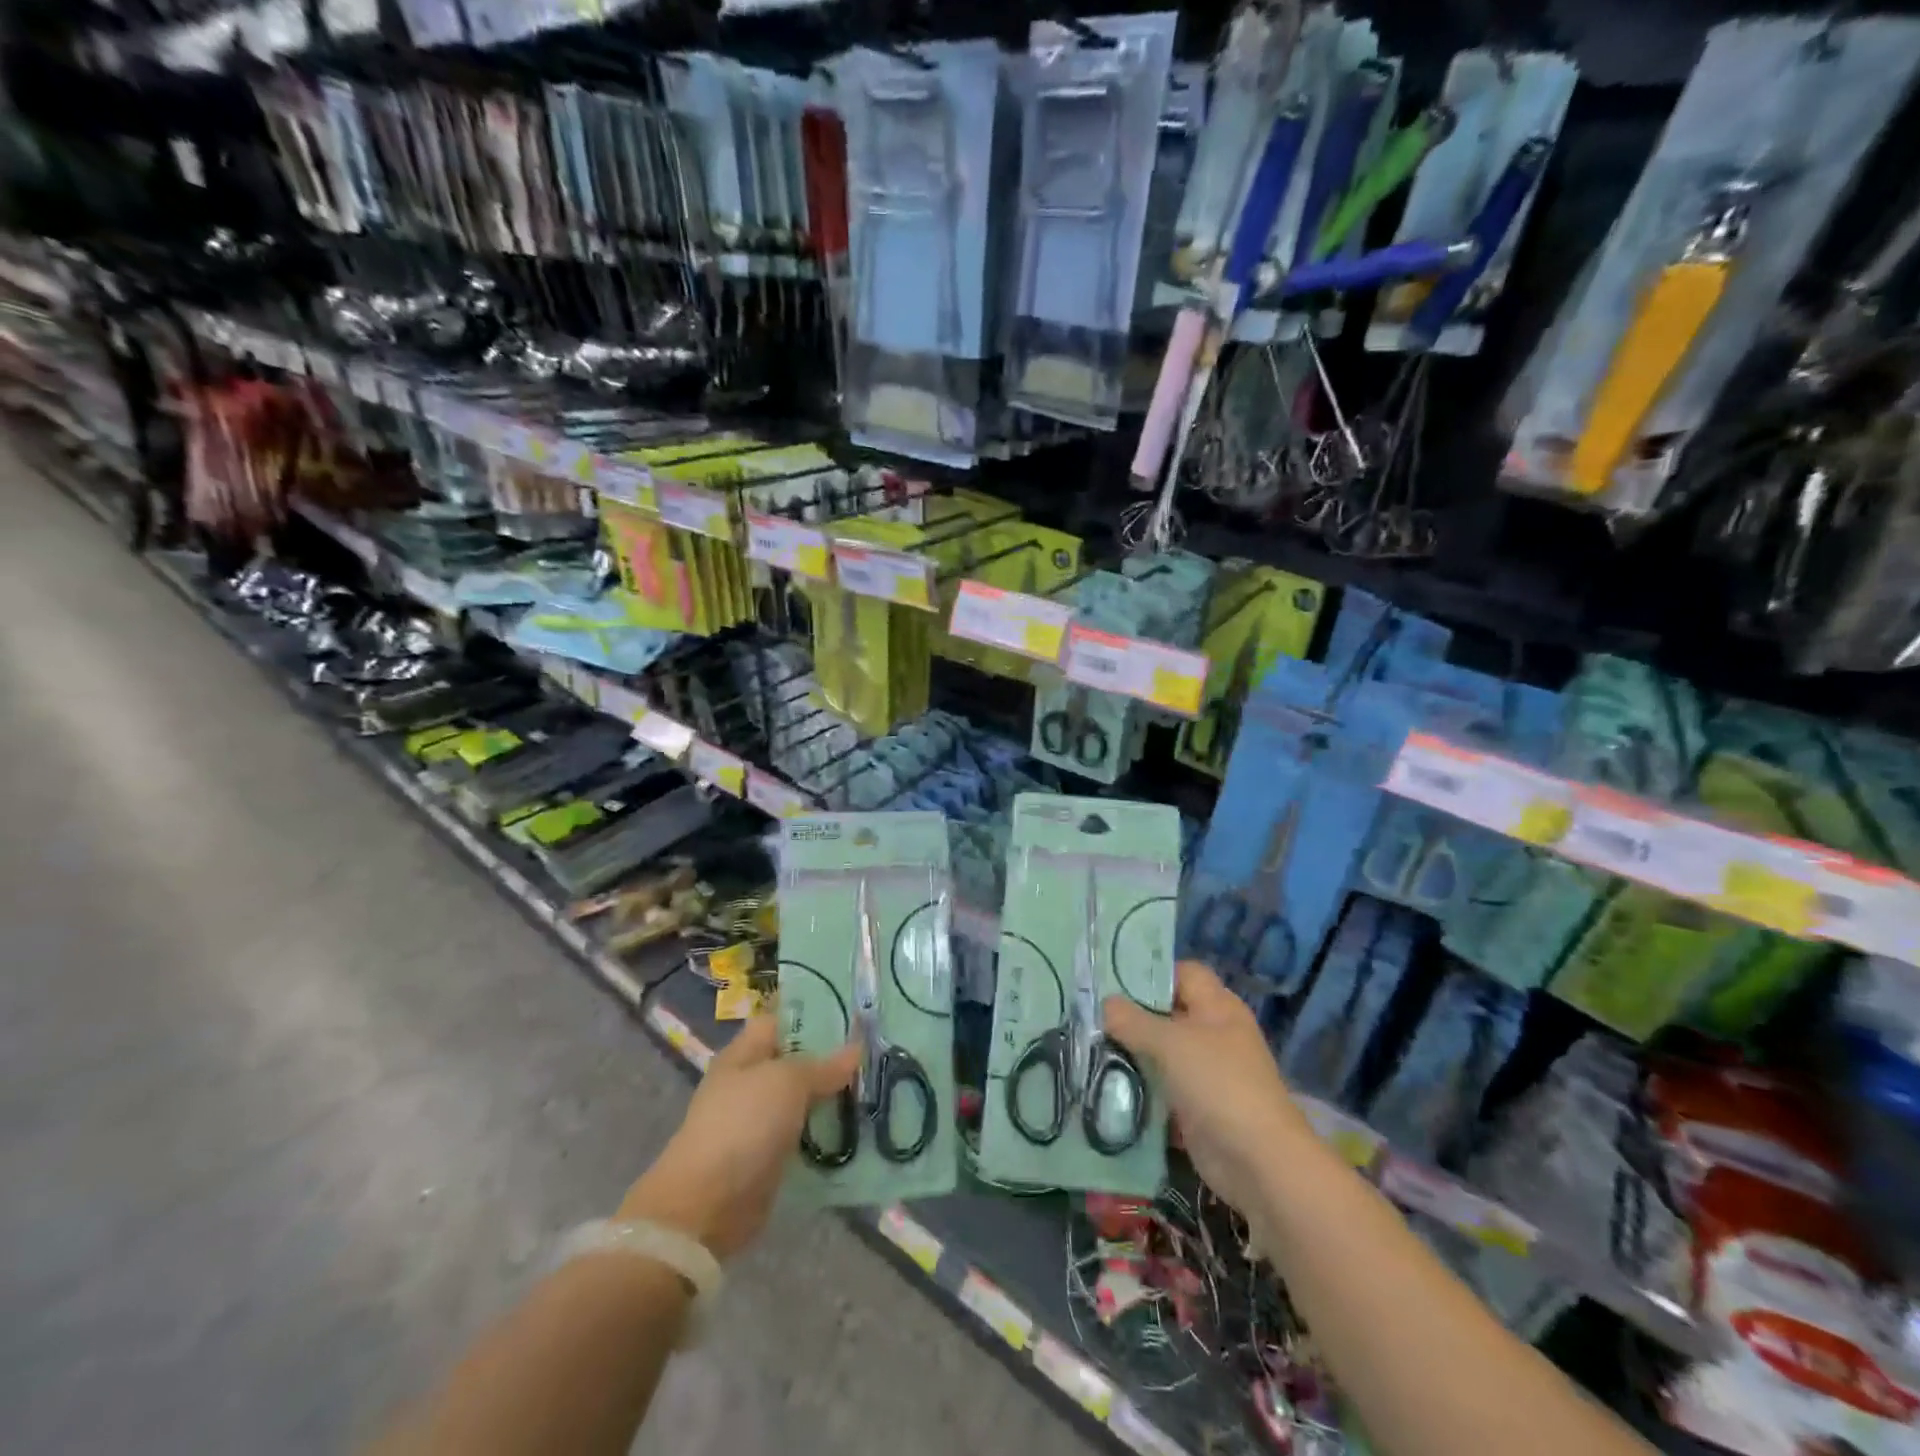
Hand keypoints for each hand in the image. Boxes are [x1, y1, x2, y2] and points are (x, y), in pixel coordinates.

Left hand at [619, 1012, 857, 1259]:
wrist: (707, 1205)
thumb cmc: (743, 1125)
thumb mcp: (786, 1082)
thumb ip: (822, 1065)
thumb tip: (856, 1050)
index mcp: (744, 1053)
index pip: (781, 1019)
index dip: (813, 1012)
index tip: (854, 1009)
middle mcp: (751, 1083)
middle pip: (797, 1060)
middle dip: (833, 1056)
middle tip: (877, 1049)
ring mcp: (760, 1122)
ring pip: (806, 1099)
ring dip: (835, 1096)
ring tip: (879, 1085)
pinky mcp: (771, 1157)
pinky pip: (807, 1135)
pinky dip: (829, 1132)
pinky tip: (863, 1126)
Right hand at [1103, 960, 1310, 1217]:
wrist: (1259, 1163)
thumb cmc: (1218, 1085)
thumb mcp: (1171, 1044)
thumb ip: (1134, 1021)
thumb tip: (1106, 1003)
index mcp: (1217, 1007)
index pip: (1182, 973)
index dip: (1151, 973)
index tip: (1110, 981)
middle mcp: (1213, 1034)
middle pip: (1167, 1013)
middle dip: (1131, 1016)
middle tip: (1091, 1016)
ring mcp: (1206, 1072)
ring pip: (1161, 1052)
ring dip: (1132, 1054)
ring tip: (1090, 1048)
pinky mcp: (1196, 1106)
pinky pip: (1162, 1087)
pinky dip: (1139, 1087)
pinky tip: (1106, 1084)